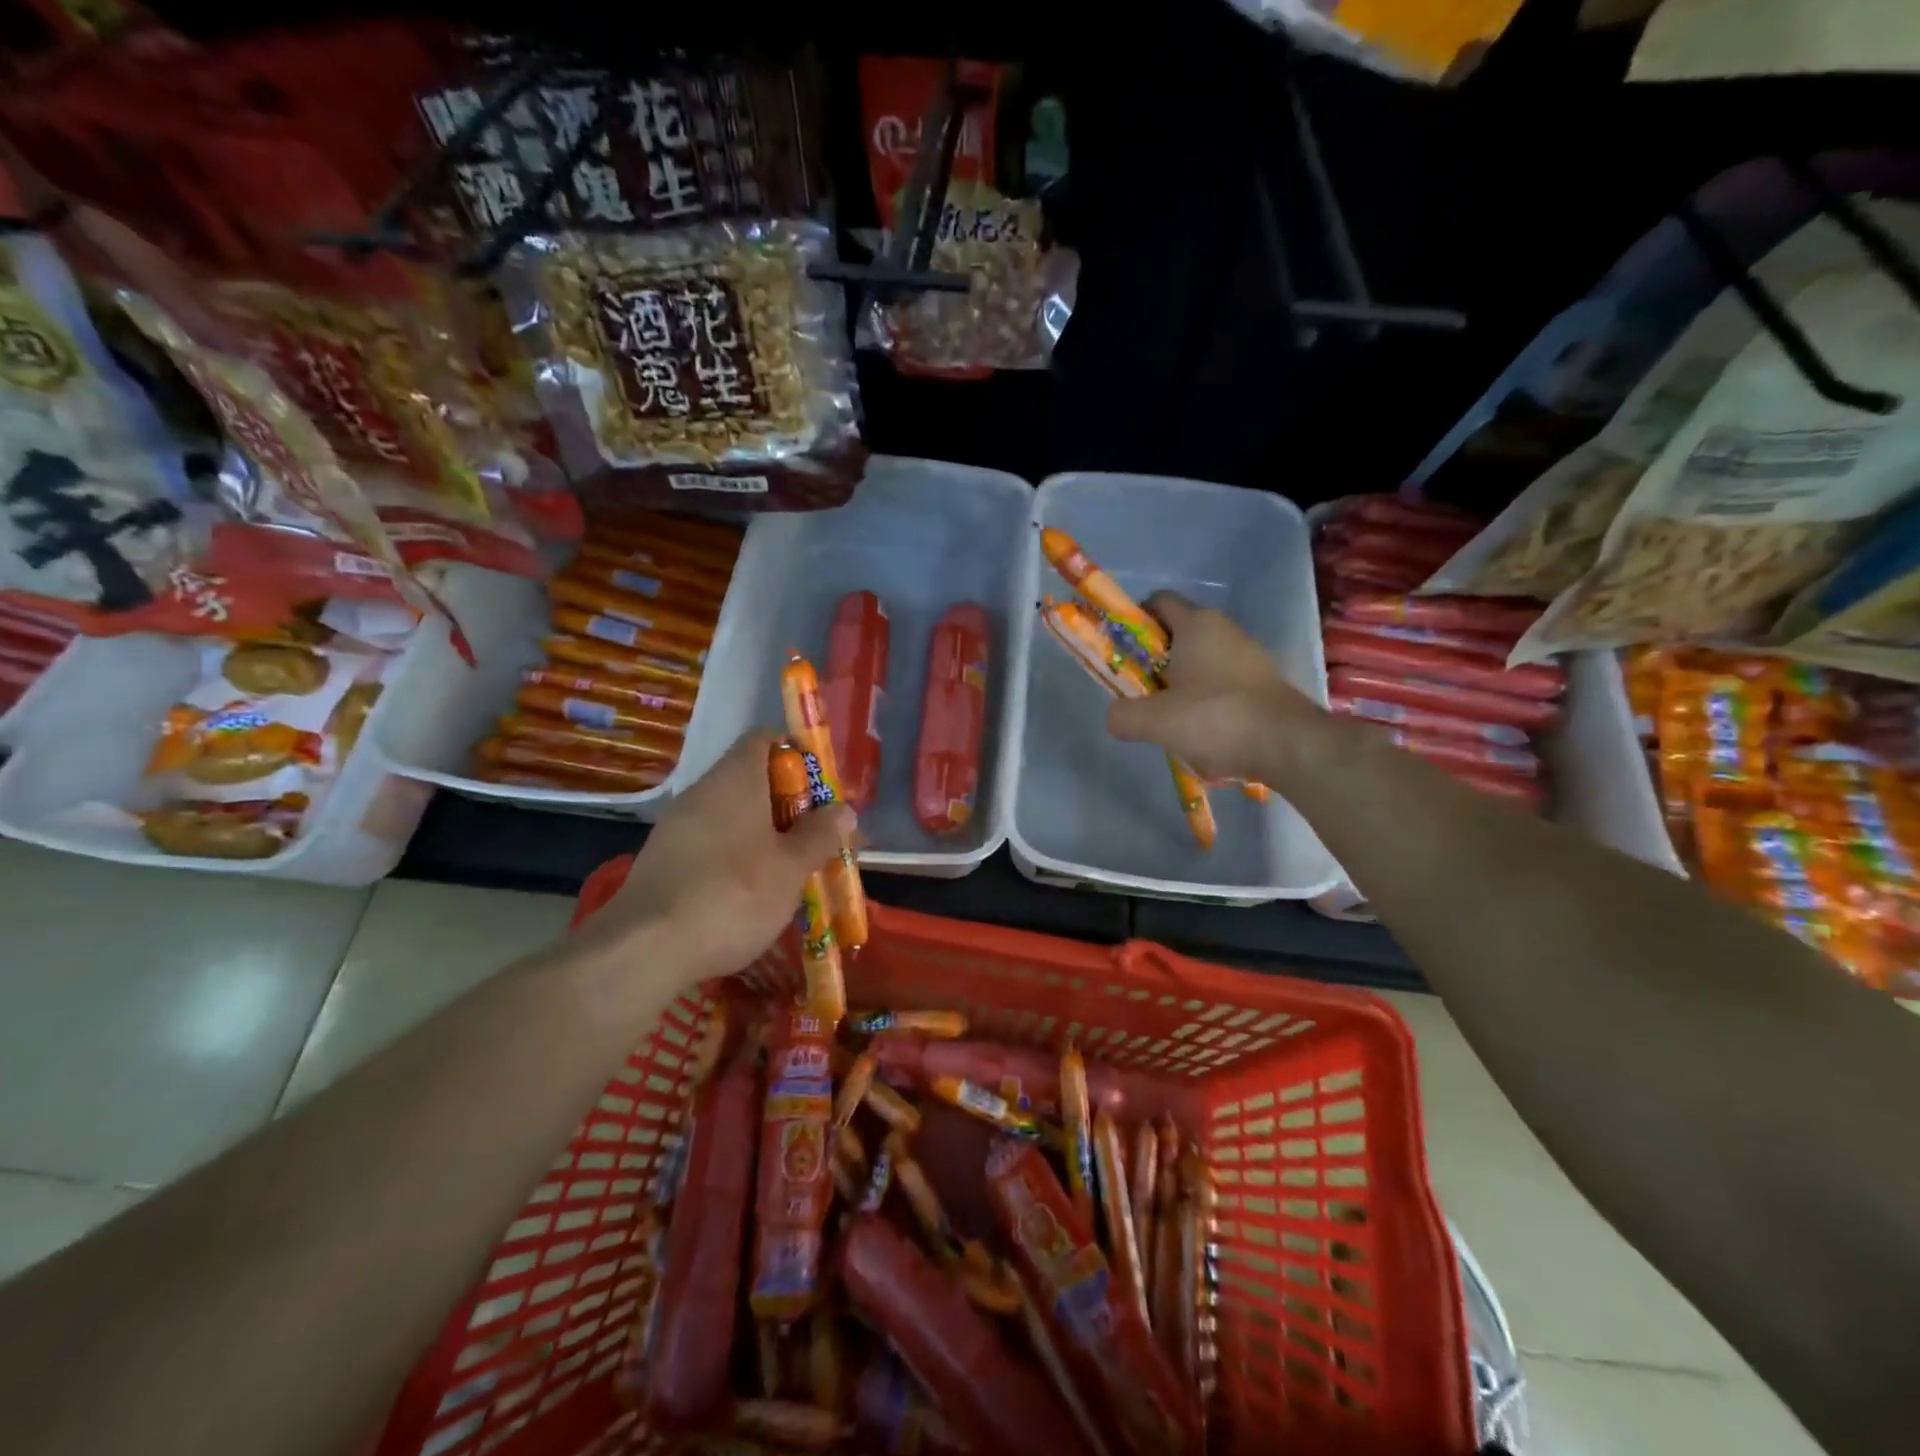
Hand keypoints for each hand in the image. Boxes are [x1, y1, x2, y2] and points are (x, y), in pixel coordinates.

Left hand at [582, 733, 854, 983]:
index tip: (823, 790)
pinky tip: (753, 894)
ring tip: (794, 871)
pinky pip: (713, 843)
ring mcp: (678, 826)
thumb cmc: (732, 895)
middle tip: (819, 838)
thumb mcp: (791, 867)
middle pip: (753, 780)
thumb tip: (843, 809)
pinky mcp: (664, 860)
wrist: (644, 950)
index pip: (766, 740)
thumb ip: (820, 834)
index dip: (798, 757)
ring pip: (734, 816)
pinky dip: (738, 857)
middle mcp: (703, 791)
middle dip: (790, 805)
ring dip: (766, 835)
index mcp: (736, 779)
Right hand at [1105, 593, 1320, 783]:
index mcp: (1196, 623)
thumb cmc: (1215, 719)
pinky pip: (1222, 684)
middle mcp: (1224, 629)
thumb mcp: (1155, 721)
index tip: (1121, 652)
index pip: (1157, 602)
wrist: (1289, 745)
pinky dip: (1207, 702)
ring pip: (1199, 663)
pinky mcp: (1263, 682)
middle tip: (1140, 694)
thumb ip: (1123, 715)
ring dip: (1180, 686)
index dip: (1133, 621)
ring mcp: (1248, 655)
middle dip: (1154, 662)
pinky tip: (1202, 733)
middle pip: (1176, 636)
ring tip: (1170, 721)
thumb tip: (1114, 716)